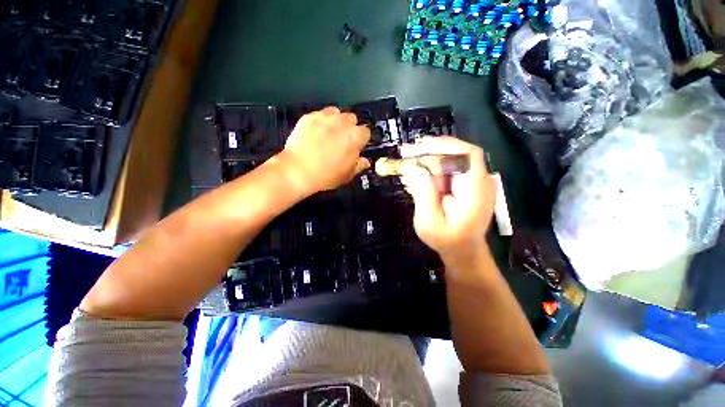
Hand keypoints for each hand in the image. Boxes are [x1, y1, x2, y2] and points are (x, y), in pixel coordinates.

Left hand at [278, 107, 370, 194]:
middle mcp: (342, 123)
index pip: (365, 132)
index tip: (355, 144)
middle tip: (339, 140)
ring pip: (335, 112)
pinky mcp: (310, 117)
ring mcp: (325, 118)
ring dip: (334, 120)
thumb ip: (358, 165)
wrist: (296, 170)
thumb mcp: (346, 175)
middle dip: (347, 127)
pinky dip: (318, 121)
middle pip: (351, 118)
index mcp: (355, 137)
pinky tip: (314, 132)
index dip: (360, 139)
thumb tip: (363, 162)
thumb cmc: (321, 174)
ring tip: (327, 133)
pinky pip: (318, 114)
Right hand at [399, 137, 496, 261]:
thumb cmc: (448, 241)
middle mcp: (482, 181)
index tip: (421, 146)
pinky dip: (436, 166)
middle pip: (458, 153)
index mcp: (477, 190)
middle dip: (431, 151)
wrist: (465, 251)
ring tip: (408, 161)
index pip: (469, 154)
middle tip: (405, 152)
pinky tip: (420, 171)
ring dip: (431, 158)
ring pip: (454, 158)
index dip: (446, 145)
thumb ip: (423, 193)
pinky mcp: (471, 182)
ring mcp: (478, 180)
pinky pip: (454, 166)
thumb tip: (412, 166)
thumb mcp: (429, 223)